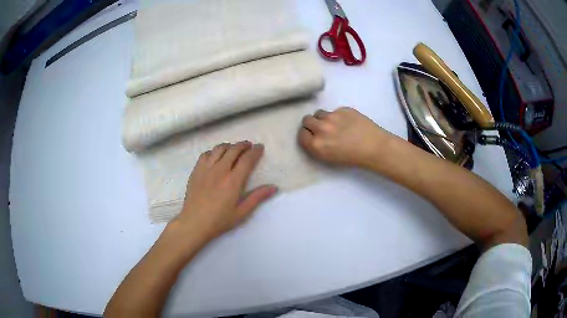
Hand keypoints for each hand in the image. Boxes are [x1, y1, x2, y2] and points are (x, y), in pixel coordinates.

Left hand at [169, 141, 277, 244]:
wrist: (194, 223)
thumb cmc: (219, 220)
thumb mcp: (241, 212)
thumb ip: (257, 198)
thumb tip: (274, 187)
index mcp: (233, 181)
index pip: (247, 159)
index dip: (255, 151)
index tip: (260, 147)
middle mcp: (220, 170)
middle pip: (234, 150)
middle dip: (243, 145)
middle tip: (249, 146)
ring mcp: (206, 169)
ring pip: (219, 149)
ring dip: (229, 146)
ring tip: (234, 149)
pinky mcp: (196, 170)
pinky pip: (206, 154)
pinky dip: (213, 151)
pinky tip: (216, 156)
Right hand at [299, 107, 392, 166]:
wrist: (374, 147)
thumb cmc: (352, 158)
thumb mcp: (328, 158)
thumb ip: (316, 146)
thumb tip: (311, 135)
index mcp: (316, 145)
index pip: (301, 134)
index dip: (306, 134)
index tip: (312, 136)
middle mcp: (321, 129)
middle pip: (307, 120)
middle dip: (312, 124)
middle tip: (321, 128)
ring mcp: (332, 117)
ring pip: (319, 113)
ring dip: (323, 118)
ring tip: (334, 124)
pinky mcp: (342, 109)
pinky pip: (334, 110)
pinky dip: (338, 116)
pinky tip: (348, 123)